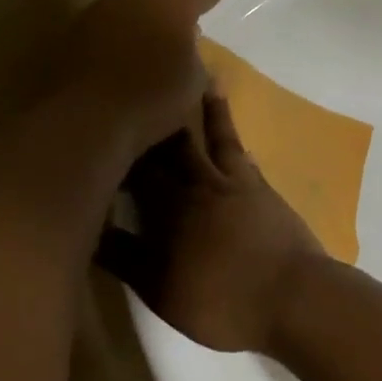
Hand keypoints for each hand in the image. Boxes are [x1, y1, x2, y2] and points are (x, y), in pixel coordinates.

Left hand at [54, 0, 231, 155]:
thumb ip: (195, 59)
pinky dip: (130, 16)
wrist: (87, 111)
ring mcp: (108, 6)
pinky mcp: (83, 25)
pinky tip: (131, 25)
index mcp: (177, 3)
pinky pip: (116, 13)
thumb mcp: (193, 82)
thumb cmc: (153, 95)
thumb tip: (188, 49)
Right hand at [98, 88, 326, 354]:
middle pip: (172, 146)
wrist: (293, 297)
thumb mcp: (161, 290)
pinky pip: (242, 155)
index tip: (105, 124)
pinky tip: (234, 131)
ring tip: (201, 79)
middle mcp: (199, 185)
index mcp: (168, 208)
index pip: (136, 170)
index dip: (119, 150)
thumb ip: (123, 258)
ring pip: (213, 139)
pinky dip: (234, 136)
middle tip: (147, 84)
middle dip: (158, 120)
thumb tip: (88, 229)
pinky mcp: (262, 190)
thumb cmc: (221, 301)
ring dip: (205, 111)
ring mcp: (235, 184)